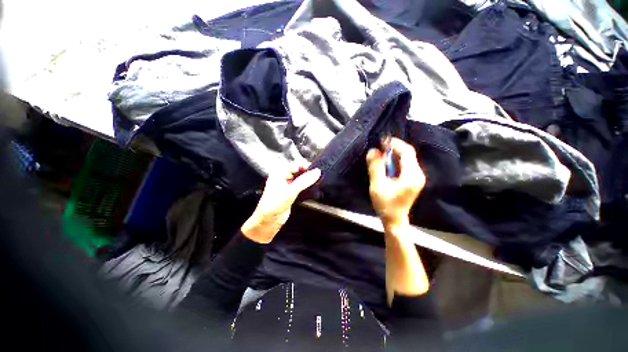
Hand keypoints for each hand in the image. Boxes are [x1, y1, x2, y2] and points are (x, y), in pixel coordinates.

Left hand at [241, 166, 320, 243]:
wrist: (267, 222)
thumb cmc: (273, 205)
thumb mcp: (290, 191)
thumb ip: (304, 181)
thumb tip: (316, 172)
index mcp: (279, 173)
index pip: (296, 165)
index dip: (307, 167)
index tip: (317, 171)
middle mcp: (282, 177)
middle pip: (299, 171)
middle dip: (308, 174)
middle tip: (318, 177)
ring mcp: (287, 186)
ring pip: (300, 179)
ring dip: (308, 181)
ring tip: (317, 182)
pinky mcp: (290, 193)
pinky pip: (300, 187)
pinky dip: (307, 187)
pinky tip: (313, 189)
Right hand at [366, 138, 425, 231]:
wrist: (394, 220)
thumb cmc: (385, 205)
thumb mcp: (377, 186)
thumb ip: (375, 168)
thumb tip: (373, 151)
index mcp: (412, 175)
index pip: (407, 152)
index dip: (395, 144)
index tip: (382, 140)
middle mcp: (418, 174)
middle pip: (408, 154)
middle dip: (394, 148)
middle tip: (380, 146)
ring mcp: (417, 177)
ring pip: (407, 159)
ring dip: (394, 154)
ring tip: (381, 153)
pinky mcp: (413, 180)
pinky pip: (405, 165)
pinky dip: (396, 161)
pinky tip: (386, 163)